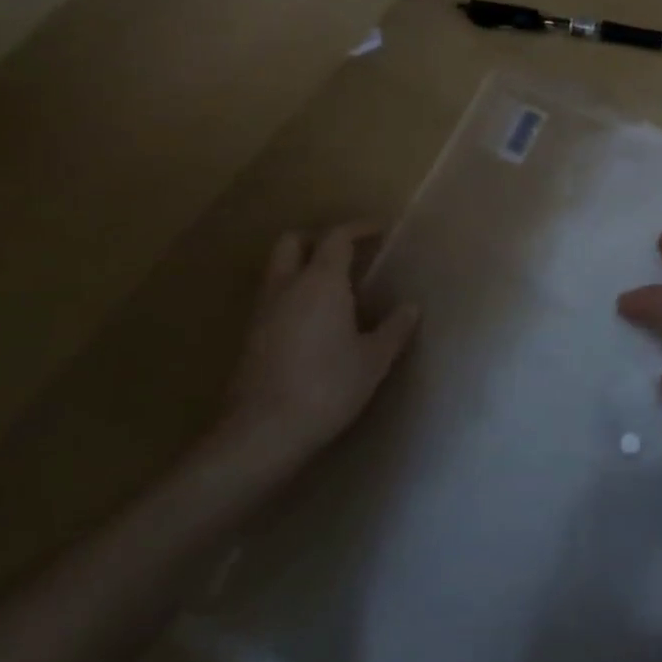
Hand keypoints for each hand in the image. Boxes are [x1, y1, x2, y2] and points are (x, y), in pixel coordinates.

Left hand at [209, 223, 419, 474]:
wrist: (263, 432)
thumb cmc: (327, 387)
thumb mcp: (373, 360)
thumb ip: (394, 329)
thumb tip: (410, 307)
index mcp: (321, 281)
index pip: (337, 236)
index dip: (359, 228)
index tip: (379, 230)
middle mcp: (287, 286)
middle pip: (293, 242)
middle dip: (318, 240)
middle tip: (346, 254)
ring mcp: (263, 311)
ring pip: (278, 271)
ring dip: (302, 268)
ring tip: (333, 290)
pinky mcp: (250, 338)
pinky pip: (272, 299)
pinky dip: (292, 296)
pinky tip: (312, 324)